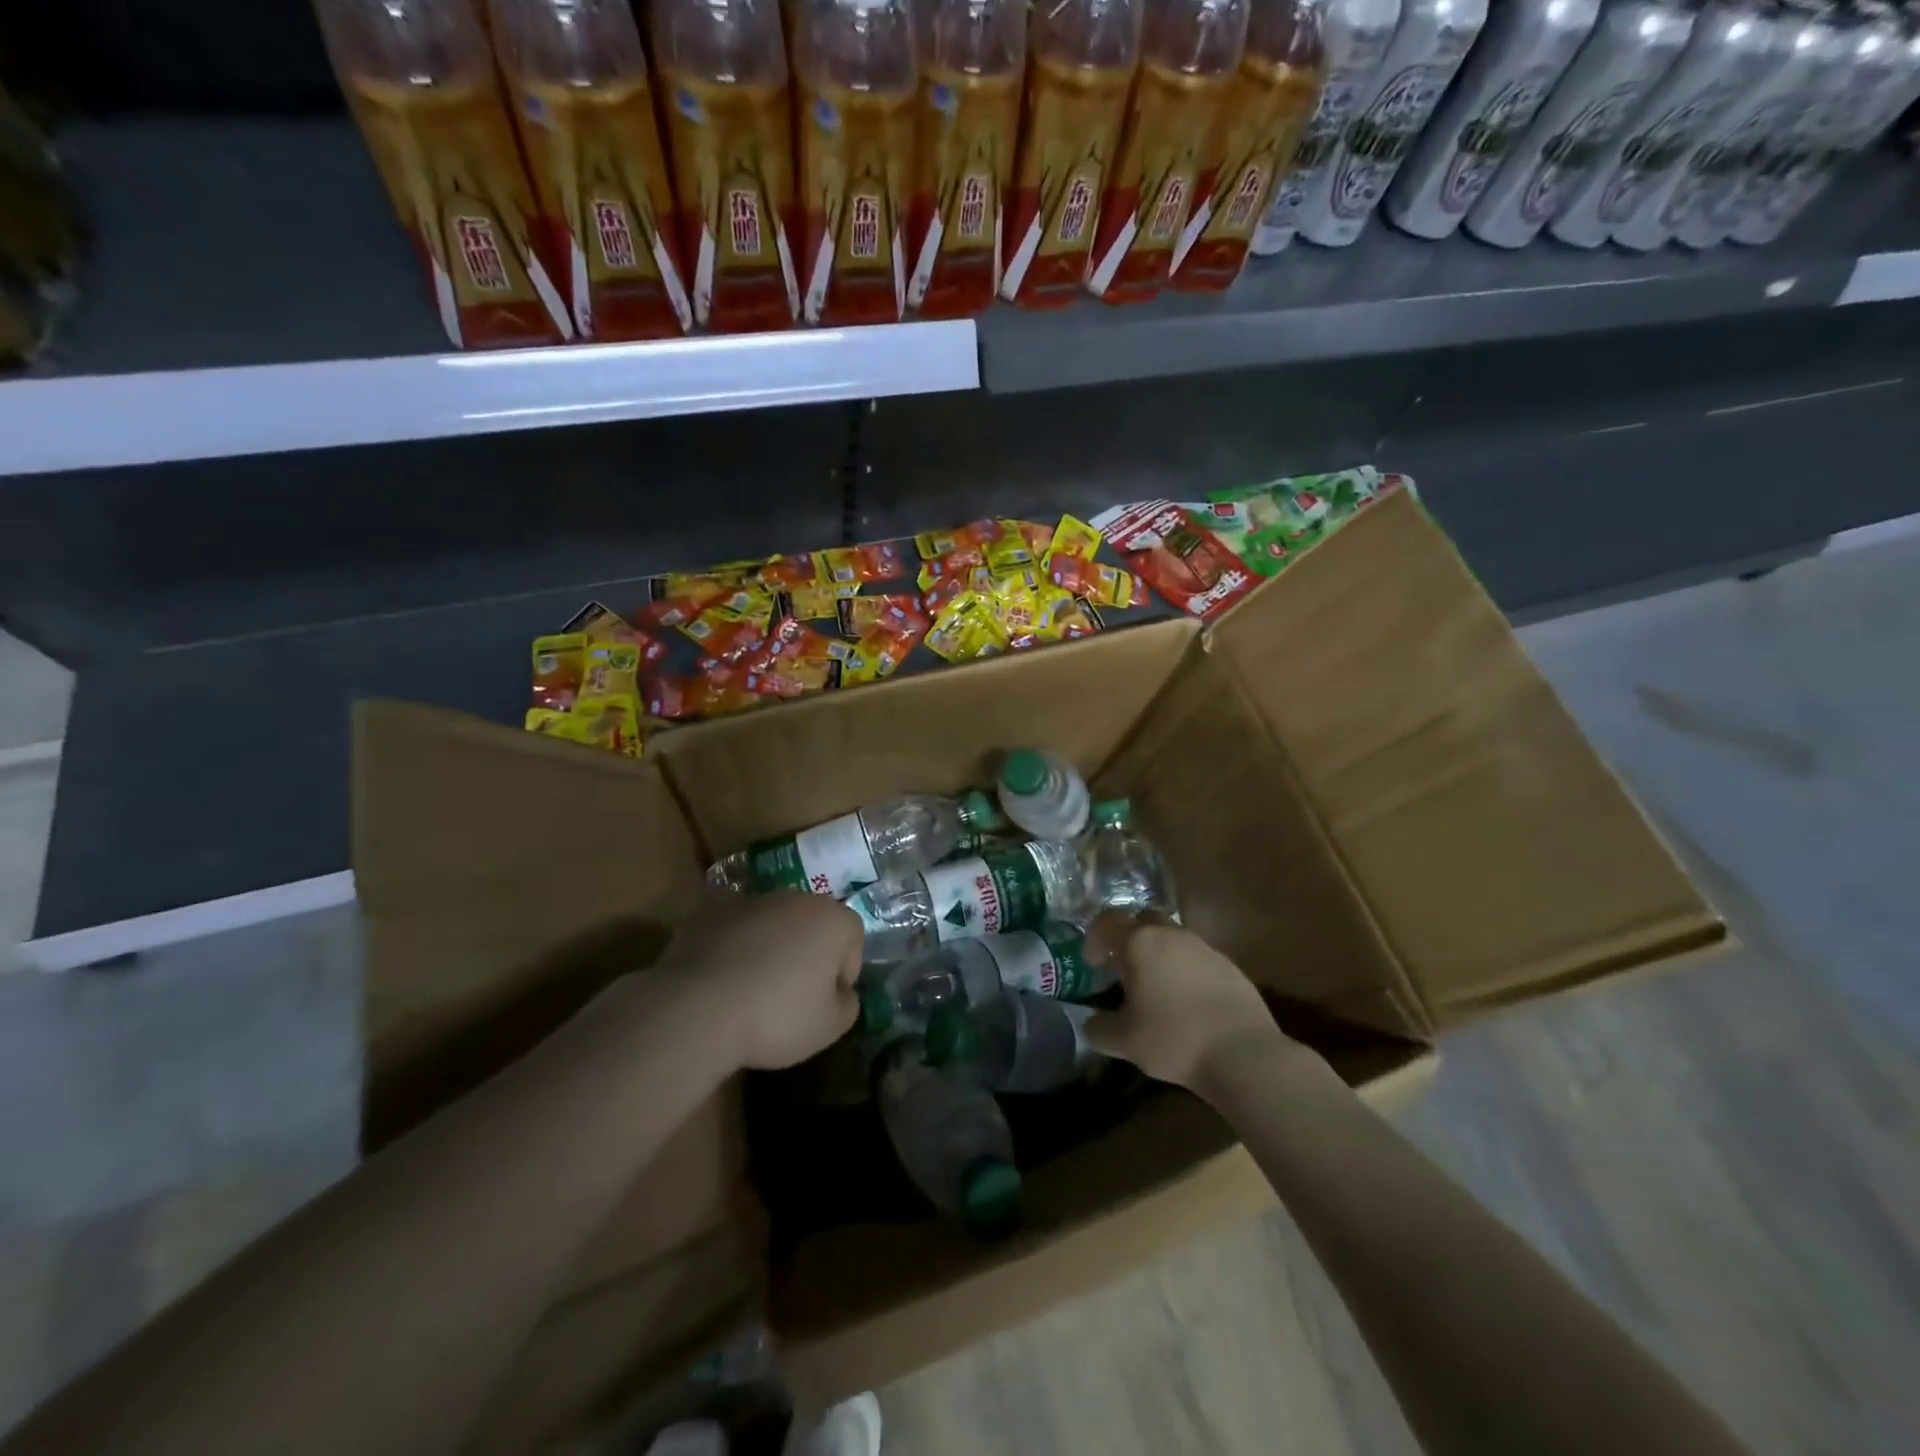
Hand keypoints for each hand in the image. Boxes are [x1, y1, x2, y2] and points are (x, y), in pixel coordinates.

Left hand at [653, 892, 862, 1070]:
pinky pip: (734, 932)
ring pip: (771, 925)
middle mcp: (795, 898)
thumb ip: (848, 1004)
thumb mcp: (830, 1027)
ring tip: (752, 993)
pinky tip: (721, 986)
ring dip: (769, 949)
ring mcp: (749, 901)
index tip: (824, 1003)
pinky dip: (733, 951)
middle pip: (811, 925)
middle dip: (806, 954)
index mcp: (832, 918)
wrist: (696, 1009)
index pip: (852, 940)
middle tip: (791, 996)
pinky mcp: (709, 913)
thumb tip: (841, 993)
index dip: (843, 974)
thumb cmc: (777, 1016)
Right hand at [1083, 911, 1297, 1092]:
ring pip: (1173, 938)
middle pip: (1144, 920)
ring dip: (1159, 955)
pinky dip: (1185, 971)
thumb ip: (1099, 1028)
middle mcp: (1172, 935)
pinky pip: (1197, 959)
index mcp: (1140, 942)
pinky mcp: (1230, 967)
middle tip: (1123, 968)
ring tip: (1155, 988)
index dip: (1095, 938)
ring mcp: (1205, 948)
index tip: (1093, 964)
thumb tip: (1091, 1023)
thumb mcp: (1124, 1041)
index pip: (1108, 921)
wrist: (1243, 1054)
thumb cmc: (1173, 1039)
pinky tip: (1187, 1003)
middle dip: (1129, 938)